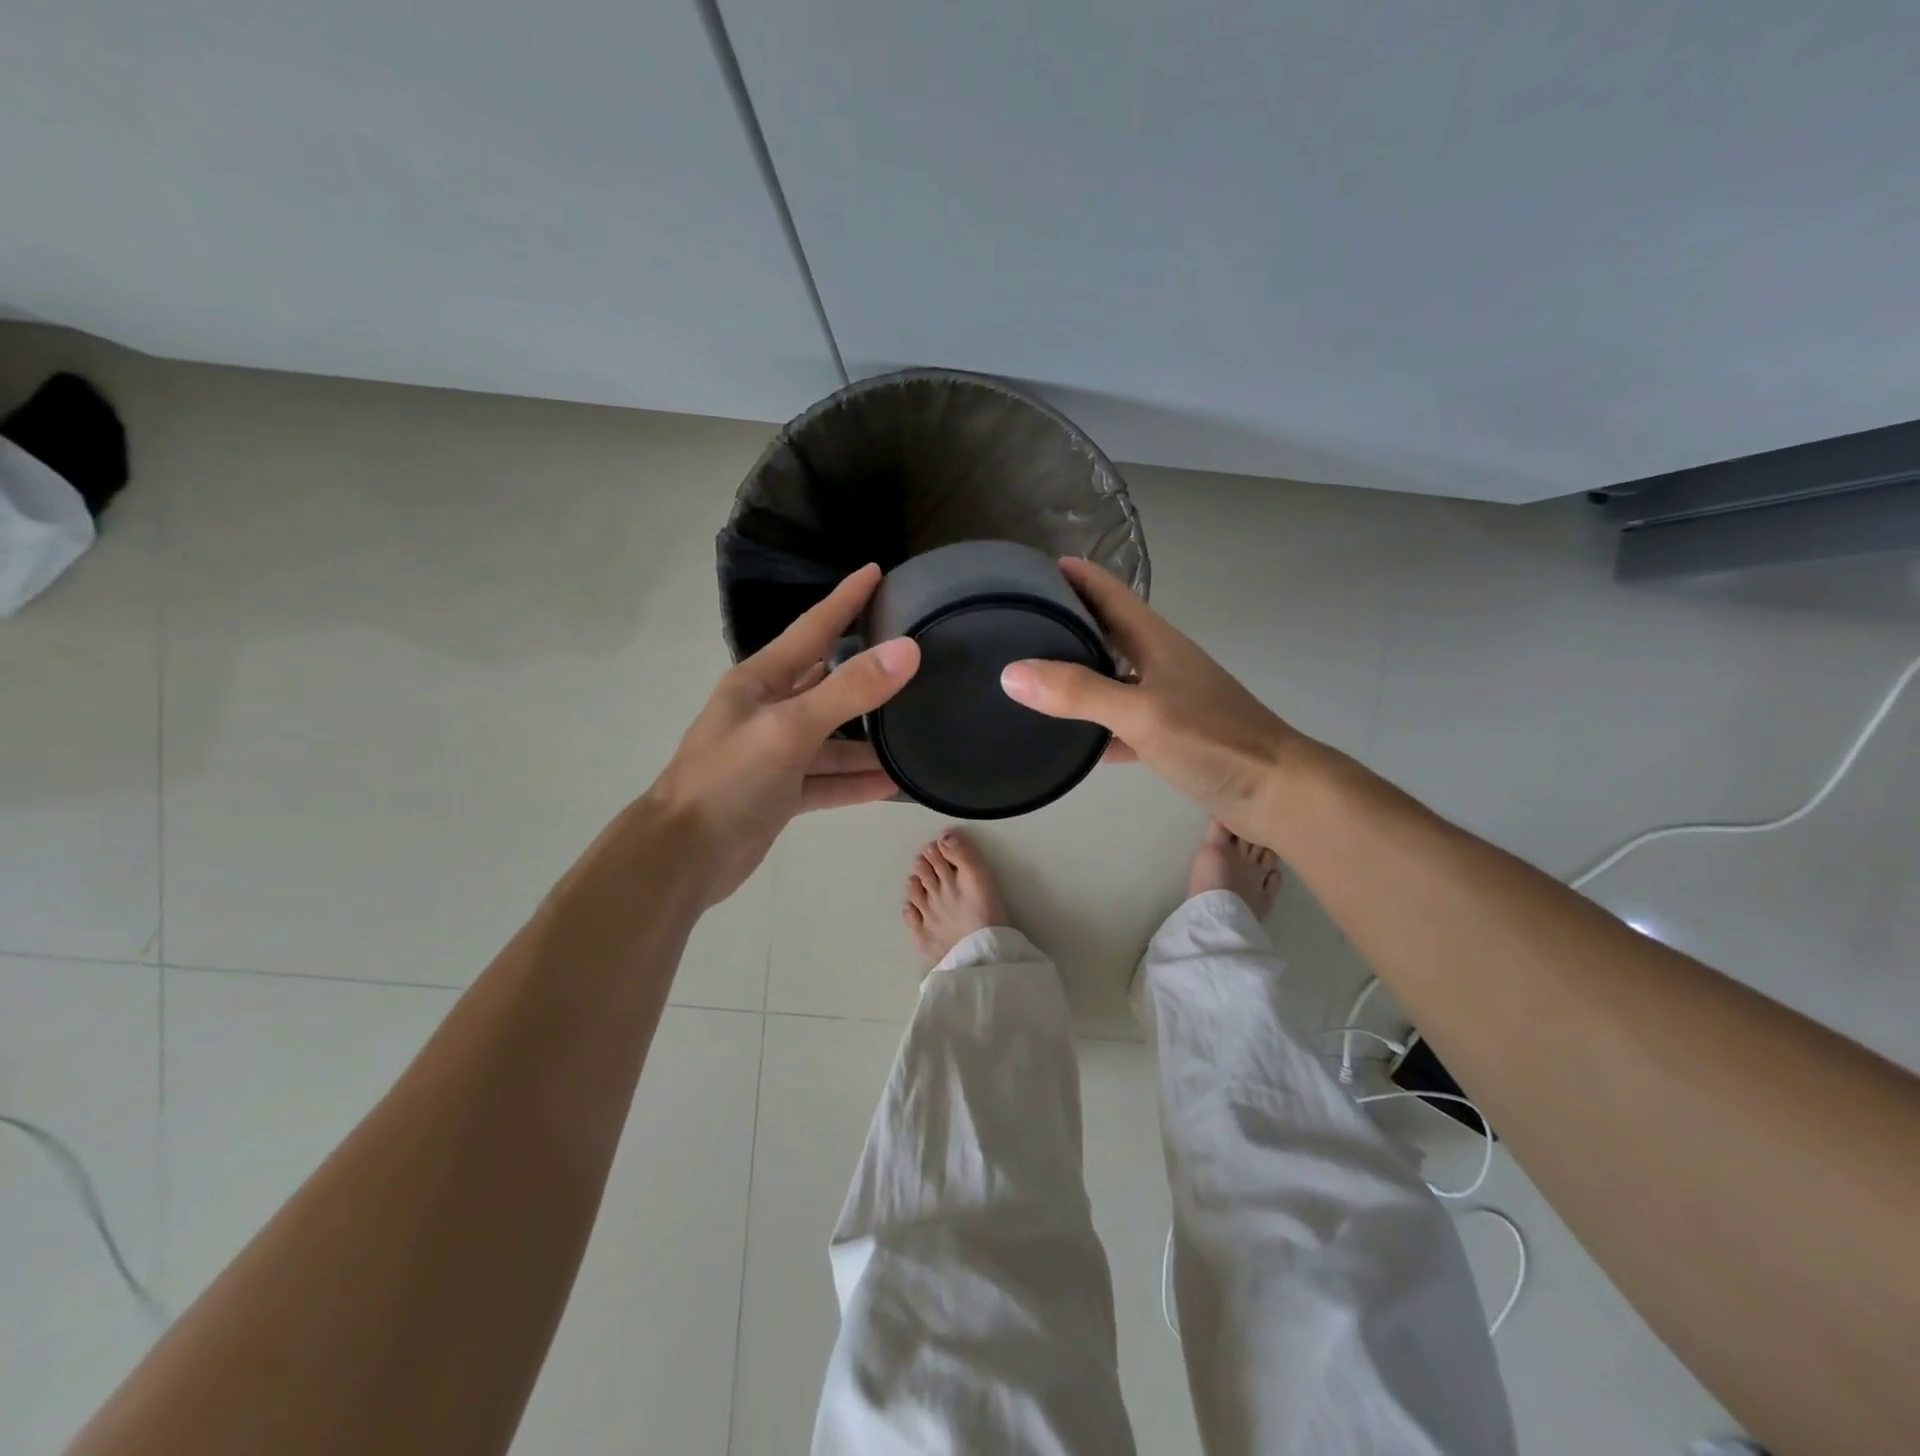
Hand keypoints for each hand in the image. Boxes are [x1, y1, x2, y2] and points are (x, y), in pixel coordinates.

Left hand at [644, 564, 919, 905]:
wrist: (683, 857)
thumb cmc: (729, 780)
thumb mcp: (790, 728)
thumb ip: (849, 690)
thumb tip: (908, 650)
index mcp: (761, 681)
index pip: (813, 628)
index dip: (845, 600)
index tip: (877, 571)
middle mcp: (769, 710)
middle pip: (828, 682)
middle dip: (867, 671)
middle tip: (914, 656)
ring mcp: (775, 754)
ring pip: (833, 738)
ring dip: (869, 740)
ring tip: (917, 732)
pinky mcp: (781, 793)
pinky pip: (828, 779)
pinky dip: (856, 781)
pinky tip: (893, 783)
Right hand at [999, 558, 1302, 837]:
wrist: (1276, 792)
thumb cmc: (1212, 739)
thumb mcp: (1140, 712)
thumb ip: (1078, 692)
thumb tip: (1011, 673)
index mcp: (1157, 642)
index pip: (1110, 593)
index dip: (1075, 576)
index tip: (1030, 570)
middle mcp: (1161, 663)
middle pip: (1107, 632)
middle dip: (1067, 623)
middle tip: (1017, 624)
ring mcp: (1168, 700)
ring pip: (1113, 678)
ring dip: (1079, 675)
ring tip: (1032, 678)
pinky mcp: (1172, 737)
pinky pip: (1123, 723)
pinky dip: (1098, 727)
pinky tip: (1071, 742)